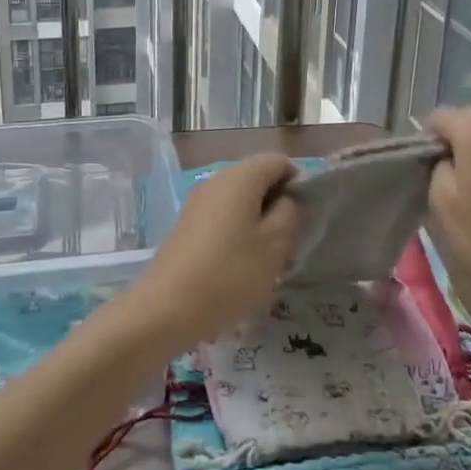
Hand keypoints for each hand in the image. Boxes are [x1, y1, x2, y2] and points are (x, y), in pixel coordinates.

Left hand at [127, 155, 302, 348]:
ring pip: (240, 199)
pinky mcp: (186, 223)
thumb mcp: (276, 245)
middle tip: (287, 241)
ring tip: (265, 257)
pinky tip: (238, 264)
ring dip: (257, 220)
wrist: (167, 307)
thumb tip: (285, 200)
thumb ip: (290, 213)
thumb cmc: (230, 273)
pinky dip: (236, 230)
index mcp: (241, 176)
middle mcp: (217, 178)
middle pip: (257, 178)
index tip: (304, 217)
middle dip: (277, 203)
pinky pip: (221, 215)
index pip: (279, 162)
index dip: (297, 183)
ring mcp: (198, 200)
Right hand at [425, 108, 470, 318]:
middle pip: (469, 120)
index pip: (442, 116)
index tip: (419, 166)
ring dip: (470, 151)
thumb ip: (436, 167)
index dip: (426, 136)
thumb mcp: (441, 202)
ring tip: (457, 187)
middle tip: (435, 173)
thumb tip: (444, 159)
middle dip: (450, 138)